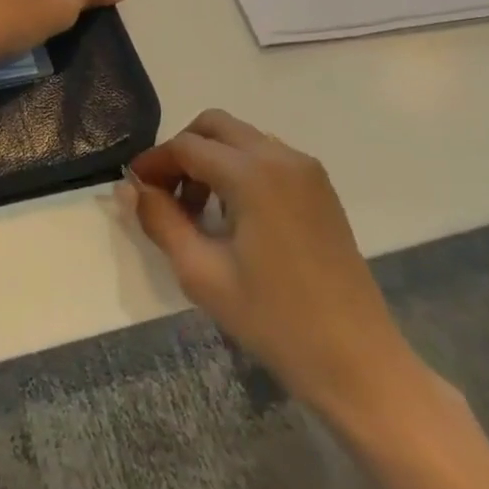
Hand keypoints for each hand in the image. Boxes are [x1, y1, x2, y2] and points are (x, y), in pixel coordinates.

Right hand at [122, 109, 429, 429]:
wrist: (358, 363)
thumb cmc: (274, 320)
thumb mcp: (202, 273)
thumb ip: (160, 220)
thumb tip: (130, 187)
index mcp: (252, 173)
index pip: (185, 146)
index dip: (154, 162)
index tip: (134, 189)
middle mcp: (281, 156)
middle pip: (214, 126)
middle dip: (182, 151)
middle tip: (165, 194)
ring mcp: (306, 170)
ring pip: (241, 138)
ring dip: (210, 159)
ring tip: (198, 212)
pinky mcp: (320, 188)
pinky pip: (266, 156)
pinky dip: (238, 169)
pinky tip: (233, 216)